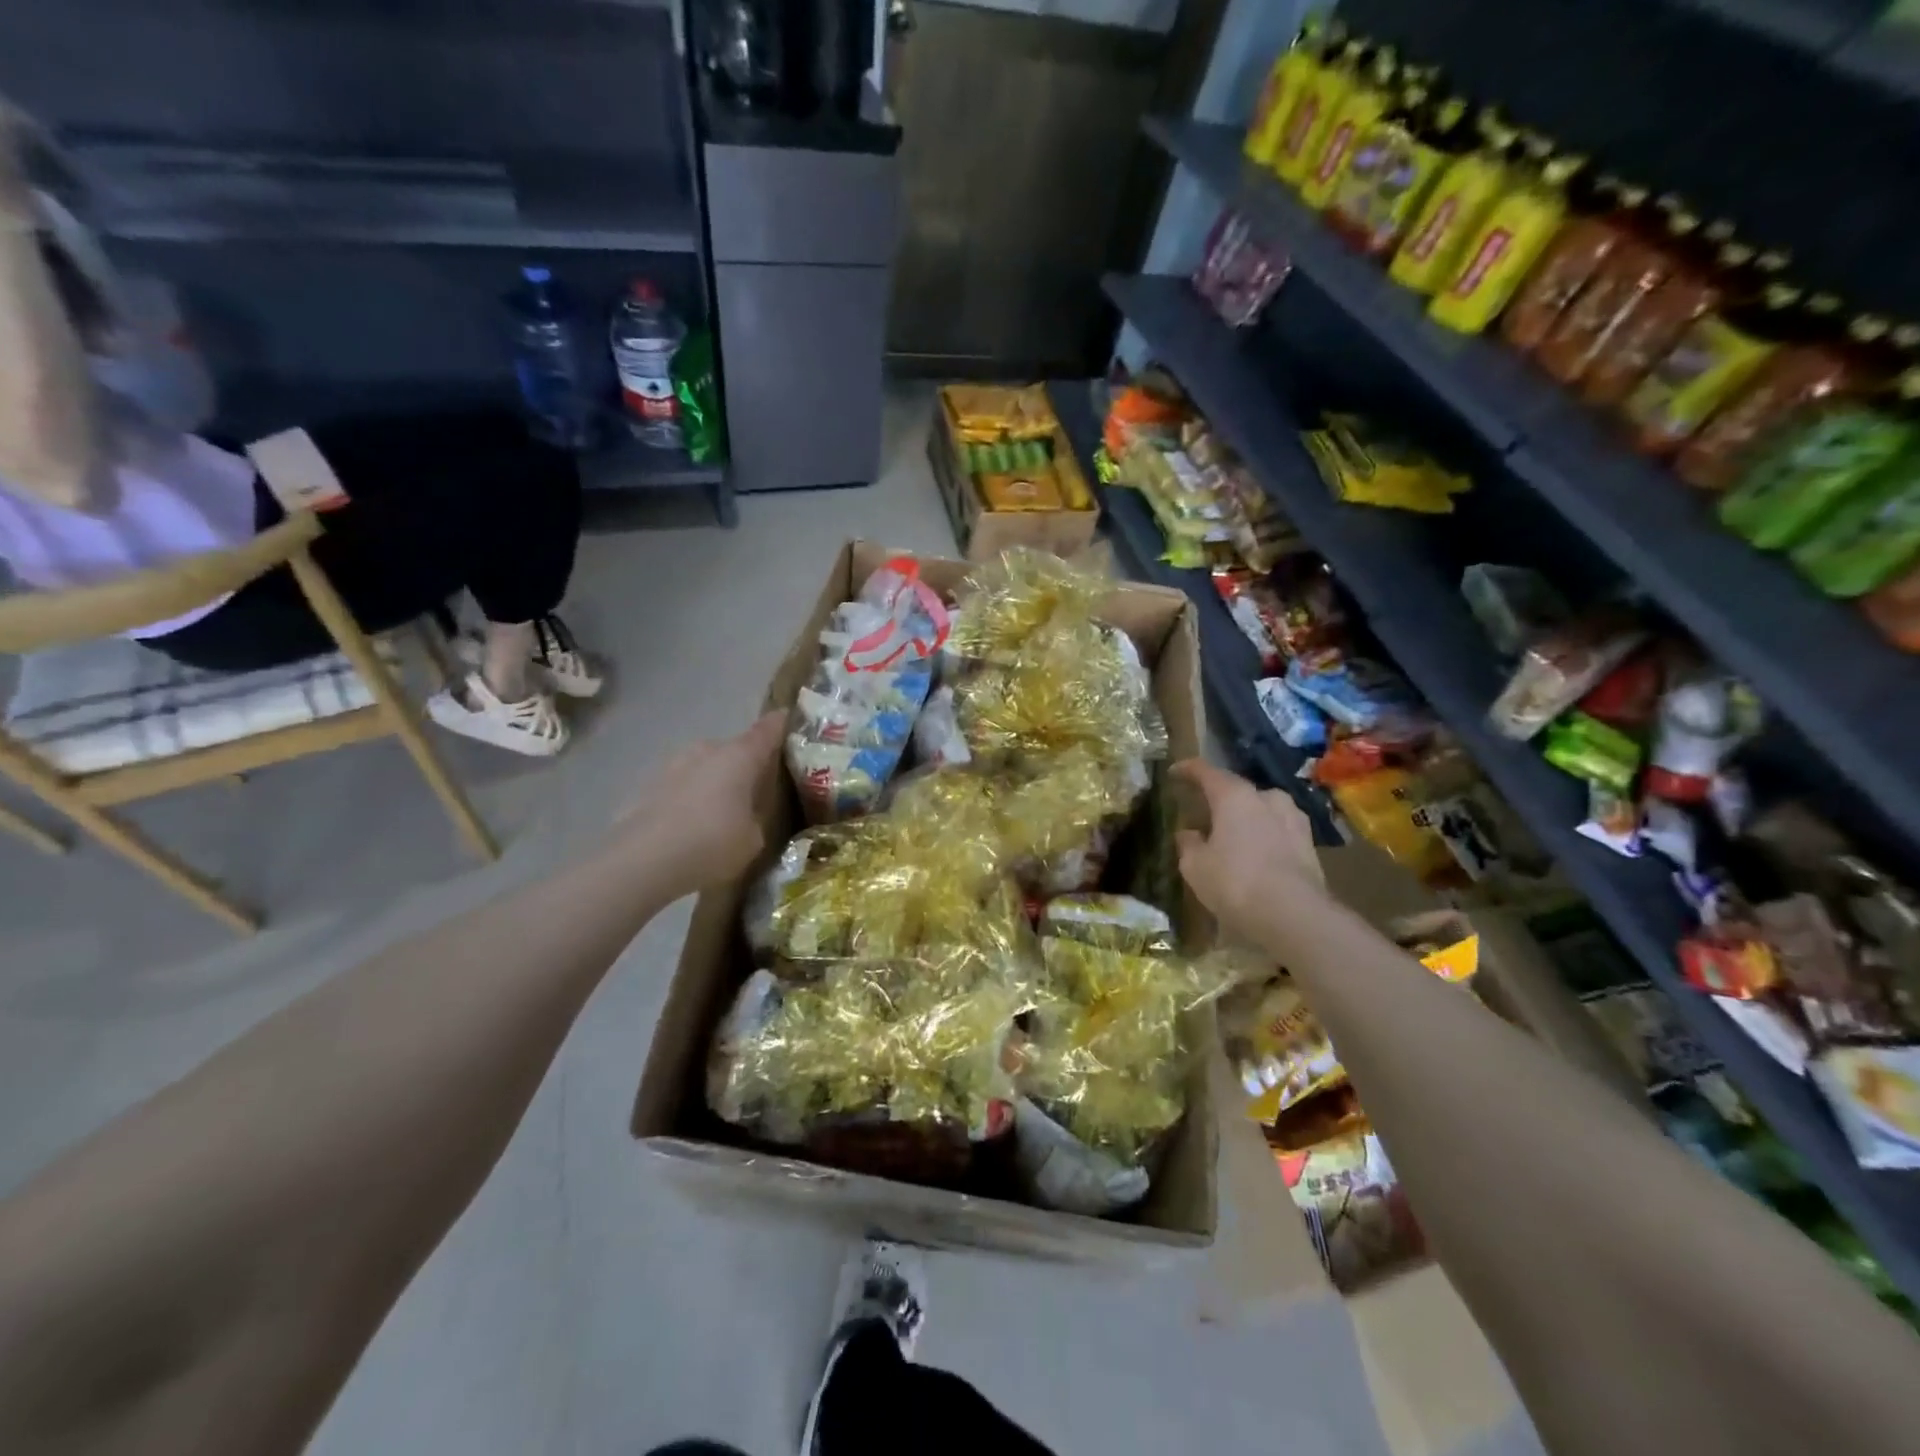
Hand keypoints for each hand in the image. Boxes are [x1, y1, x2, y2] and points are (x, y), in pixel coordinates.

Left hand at [618, 710, 785, 901]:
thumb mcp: (753, 838)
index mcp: (740, 756)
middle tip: (758, 788)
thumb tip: (749, 814)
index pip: (768, 729)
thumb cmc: (711, 844)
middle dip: (746, 764)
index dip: (782, 724)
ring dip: (715, 781)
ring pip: (705, 766)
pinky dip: (690, 798)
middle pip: (734, 749)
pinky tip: (690, 825)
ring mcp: (673, 765)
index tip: (792, 721)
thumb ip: (756, 816)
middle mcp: (707, 750)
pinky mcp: (647, 786)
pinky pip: (681, 786)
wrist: (642, 862)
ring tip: (722, 811)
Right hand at [1172, 758, 1325, 949]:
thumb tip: (1188, 833)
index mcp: (1235, 796)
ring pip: (1263, 810)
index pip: (1207, 772)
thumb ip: (1189, 844)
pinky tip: (1256, 854)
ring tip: (1232, 836)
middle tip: (1204, 813)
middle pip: (1238, 791)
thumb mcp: (1195, 866)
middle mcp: (1267, 798)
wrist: (1294, 915)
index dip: (1188, 769)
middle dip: (1220, 799)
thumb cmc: (1235, 882)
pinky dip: (1264, 837)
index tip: (1174, 772)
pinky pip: (1279, 831)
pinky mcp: (1310, 844)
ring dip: (1246, 818)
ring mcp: (1294, 819)